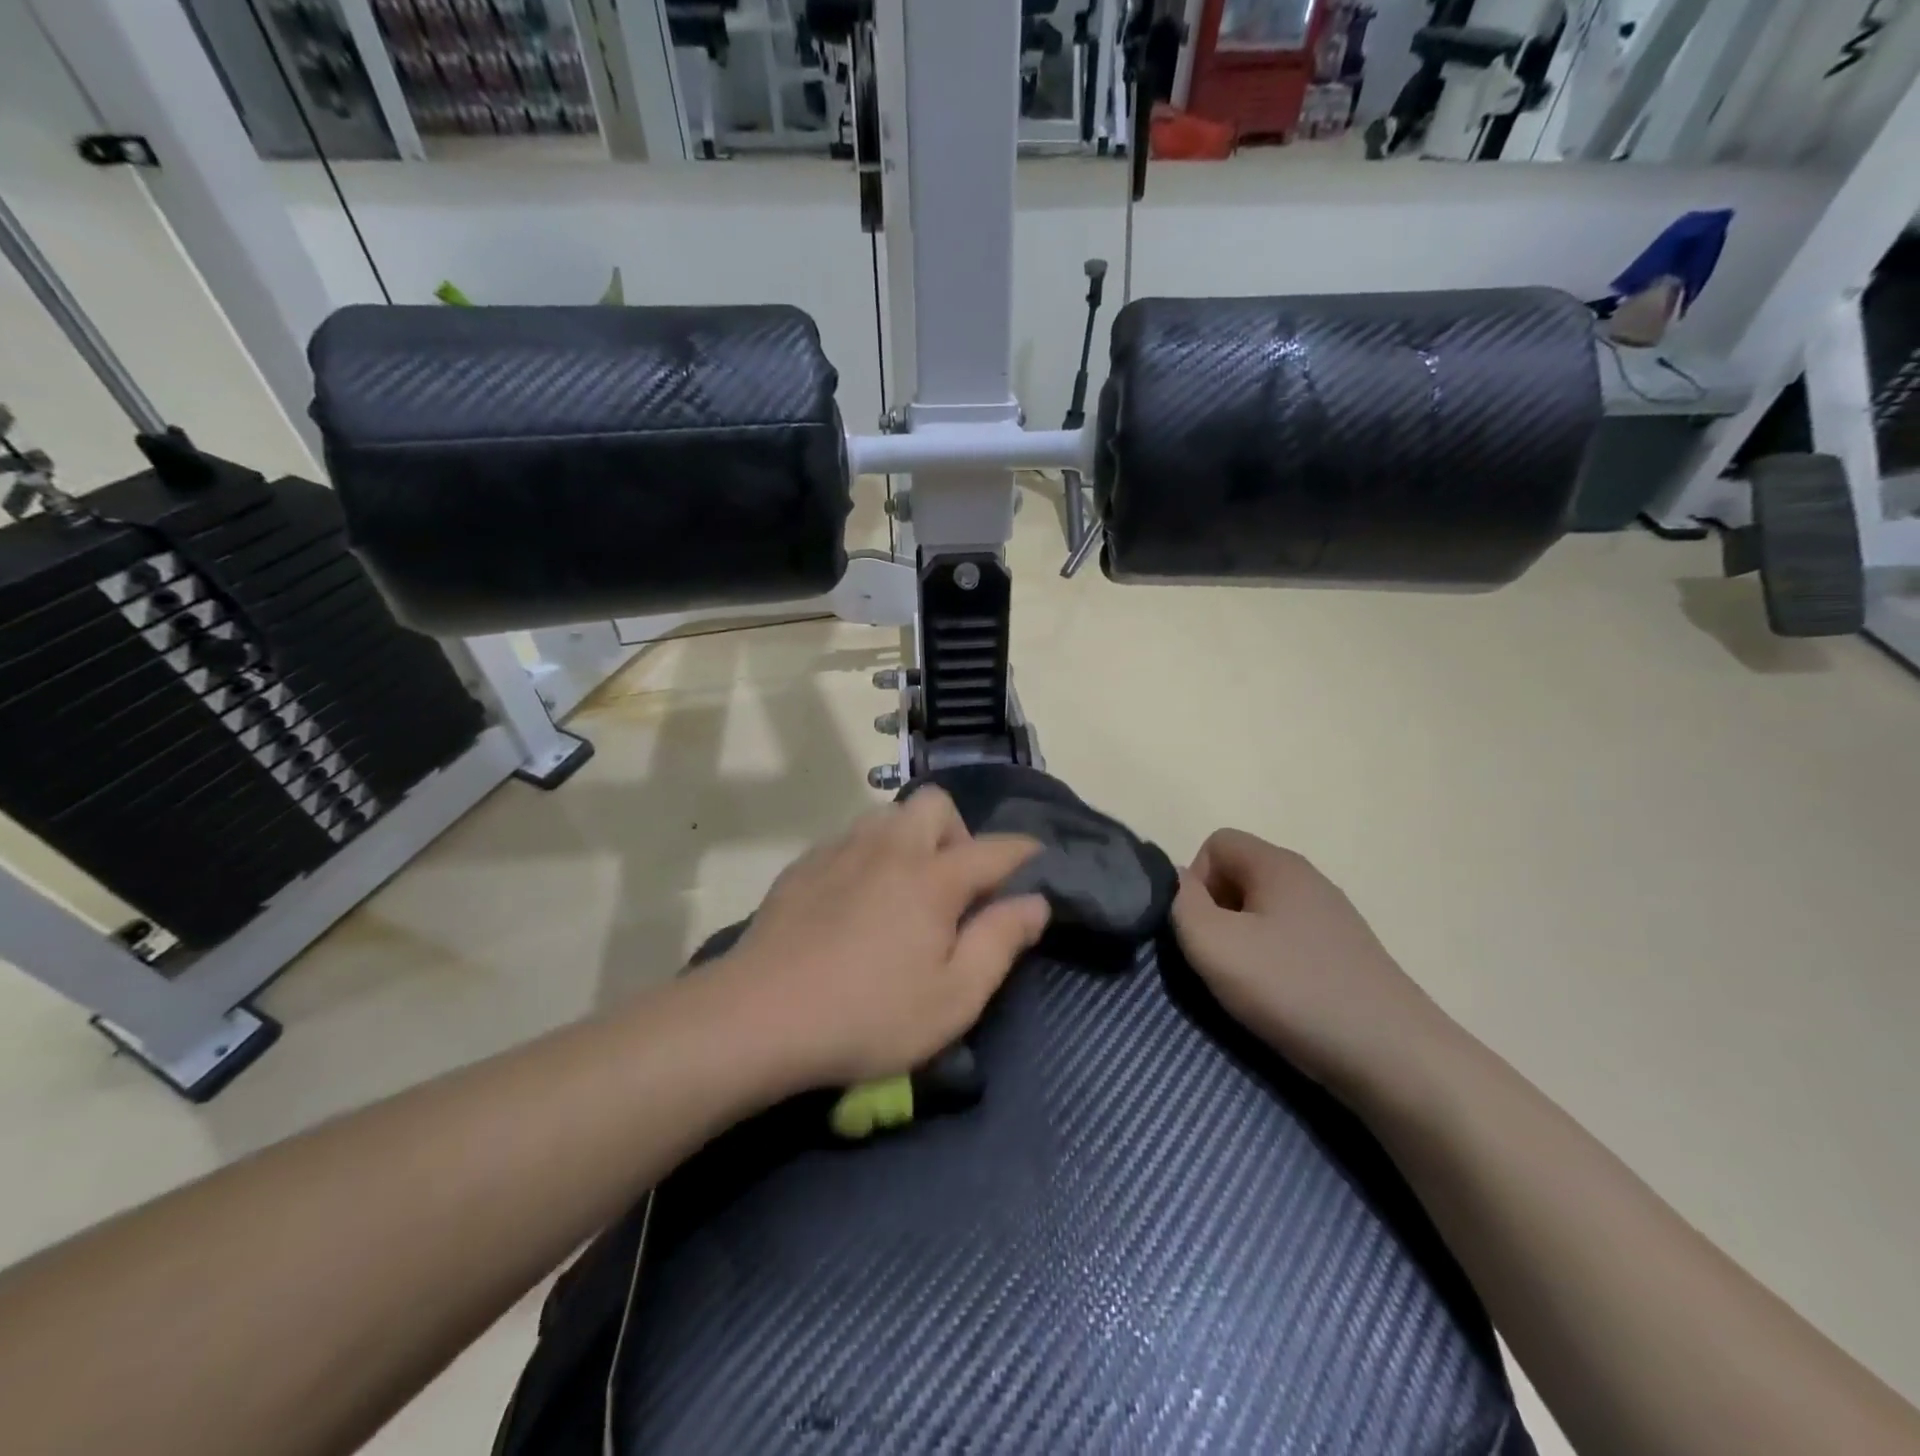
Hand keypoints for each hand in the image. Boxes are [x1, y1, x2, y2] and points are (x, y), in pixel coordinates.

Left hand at [713, 789, 1051, 1090]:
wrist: (758, 1016)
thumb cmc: (868, 1015)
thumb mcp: (953, 997)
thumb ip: (1000, 942)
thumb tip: (1035, 901)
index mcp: (934, 878)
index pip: (997, 850)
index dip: (1024, 853)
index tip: (1037, 862)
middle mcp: (890, 849)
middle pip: (935, 805)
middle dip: (958, 834)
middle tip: (953, 887)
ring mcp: (841, 851)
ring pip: (888, 815)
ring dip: (910, 839)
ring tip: (904, 889)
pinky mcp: (803, 866)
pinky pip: (849, 839)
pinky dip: (868, 855)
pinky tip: (855, 900)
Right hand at [1171, 829, 1448, 1100]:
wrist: (1395, 1059)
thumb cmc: (1294, 990)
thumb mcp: (1214, 944)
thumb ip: (1180, 903)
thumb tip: (1177, 883)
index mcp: (1278, 864)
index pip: (1216, 842)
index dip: (1194, 881)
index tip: (1201, 929)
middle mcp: (1308, 880)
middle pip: (1238, 876)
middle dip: (1216, 914)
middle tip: (1220, 961)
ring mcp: (1333, 918)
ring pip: (1263, 912)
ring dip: (1243, 943)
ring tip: (1249, 987)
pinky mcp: (1347, 955)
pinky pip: (1290, 941)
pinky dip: (1274, 964)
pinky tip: (1283, 1001)